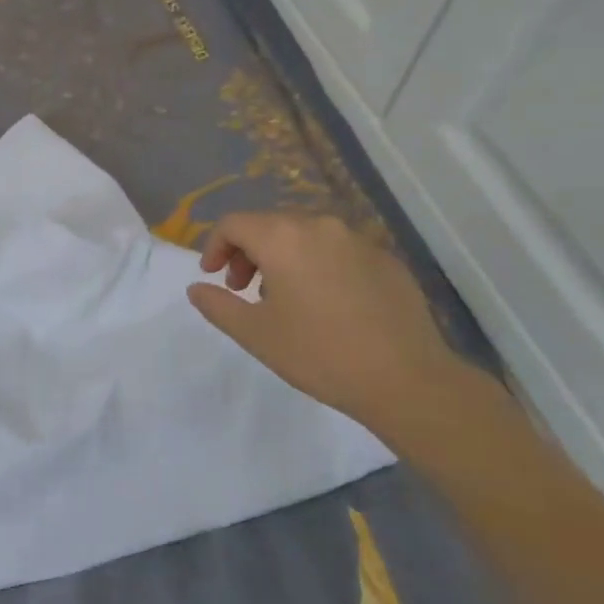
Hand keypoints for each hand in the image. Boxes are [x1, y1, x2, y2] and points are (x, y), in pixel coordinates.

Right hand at [187, 213, 510, 448]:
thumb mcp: (255, 334)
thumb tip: (196, 287)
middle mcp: (320, 226)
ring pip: (306, 236)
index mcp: (283, 238)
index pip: (234, 223)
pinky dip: (319, 266)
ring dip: (283, 258)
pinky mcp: (386, 259)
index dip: (215, 246)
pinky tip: (327, 305)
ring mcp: (358, 240)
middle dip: (248, 252)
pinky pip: (338, 251)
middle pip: (270, 225)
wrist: (407, 380)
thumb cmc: (319, 354)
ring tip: (284, 298)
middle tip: (243, 289)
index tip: (212, 277)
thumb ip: (218, 304)